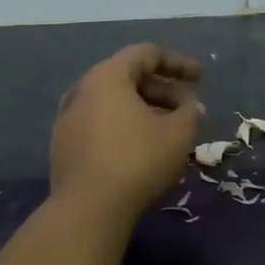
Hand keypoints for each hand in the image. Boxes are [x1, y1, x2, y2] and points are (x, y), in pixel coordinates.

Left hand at [50, 44, 204, 220]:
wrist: (88, 209)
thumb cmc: (137, 161)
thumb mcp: (178, 134)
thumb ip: (191, 113)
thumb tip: (192, 107)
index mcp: (107, 77)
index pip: (146, 54)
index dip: (177, 62)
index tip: (200, 77)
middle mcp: (82, 90)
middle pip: (127, 78)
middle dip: (162, 90)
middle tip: (187, 109)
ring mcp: (68, 119)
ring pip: (113, 104)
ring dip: (143, 111)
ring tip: (168, 130)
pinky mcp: (63, 146)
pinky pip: (99, 125)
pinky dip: (124, 128)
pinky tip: (141, 150)